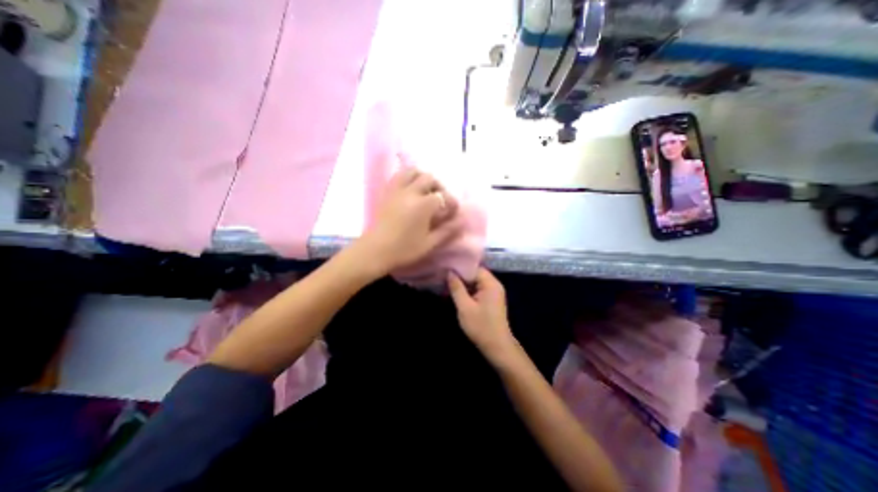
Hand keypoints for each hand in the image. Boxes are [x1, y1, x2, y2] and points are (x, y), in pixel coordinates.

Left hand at [356, 168, 466, 276]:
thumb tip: (463, 221)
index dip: (452, 203)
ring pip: (412, 172)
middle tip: (441, 200)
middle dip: (439, 187)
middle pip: (429, 179)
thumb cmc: (404, 249)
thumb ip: (447, 230)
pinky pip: (398, 176)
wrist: (375, 251)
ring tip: (426, 190)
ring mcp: (396, 190)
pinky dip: (408, 178)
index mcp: (423, 205)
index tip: (454, 211)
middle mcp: (410, 192)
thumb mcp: (430, 243)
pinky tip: (411, 189)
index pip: (443, 196)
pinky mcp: (386, 192)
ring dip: (423, 178)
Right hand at [449, 268, 515, 362]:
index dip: (460, 267)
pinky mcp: (490, 300)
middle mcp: (494, 285)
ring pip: (476, 282)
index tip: (447, 267)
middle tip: (444, 275)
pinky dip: (468, 290)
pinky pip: (478, 289)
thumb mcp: (465, 307)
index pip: (475, 268)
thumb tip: (450, 272)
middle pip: (475, 274)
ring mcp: (493, 292)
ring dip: (463, 283)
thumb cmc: (481, 326)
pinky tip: (456, 292)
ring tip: (447, 282)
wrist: (497, 346)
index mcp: (491, 284)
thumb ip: (457, 288)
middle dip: (460, 275)